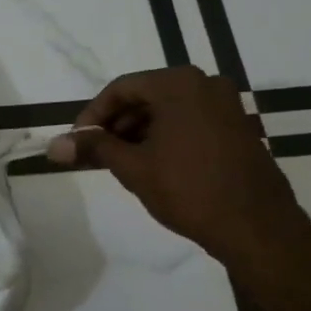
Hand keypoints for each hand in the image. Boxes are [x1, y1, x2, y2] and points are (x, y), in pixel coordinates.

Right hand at [48, 67, 310, 276]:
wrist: (256, 226)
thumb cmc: (188, 189)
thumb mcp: (132, 167)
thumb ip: (93, 148)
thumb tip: (54, 145)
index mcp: (178, 84)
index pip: (121, 89)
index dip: (93, 114)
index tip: (77, 141)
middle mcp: (205, 84)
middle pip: (145, 96)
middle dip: (116, 124)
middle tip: (96, 154)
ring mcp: (227, 105)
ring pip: (168, 110)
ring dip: (139, 132)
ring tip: (121, 163)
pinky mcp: (238, 127)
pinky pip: (191, 121)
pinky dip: (166, 137)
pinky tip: (153, 165)